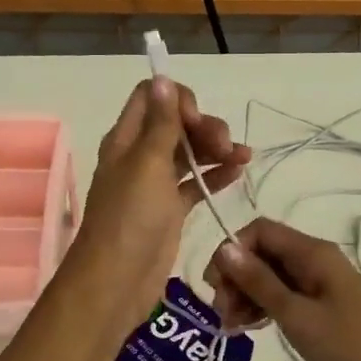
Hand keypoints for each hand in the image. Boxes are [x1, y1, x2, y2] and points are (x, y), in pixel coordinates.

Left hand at [69, 77, 249, 336]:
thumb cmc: (130, 218)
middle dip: (204, 126)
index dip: (178, 99)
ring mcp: (155, 185)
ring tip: (243, 157)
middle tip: (225, 145)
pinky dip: (215, 175)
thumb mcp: (147, 164)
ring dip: (215, 149)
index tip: (196, 119)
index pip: (151, 98)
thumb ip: (160, 123)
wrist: (117, 281)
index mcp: (126, 140)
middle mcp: (139, 157)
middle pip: (175, 124)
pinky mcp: (169, 210)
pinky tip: (239, 171)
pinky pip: (195, 183)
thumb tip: (163, 78)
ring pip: (189, 153)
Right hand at [204, 217, 360, 360]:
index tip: (216, 287)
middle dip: (236, 278)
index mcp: (313, 252)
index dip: (233, 251)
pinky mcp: (323, 308)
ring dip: (247, 296)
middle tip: (223, 316)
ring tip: (233, 327)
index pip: (260, 231)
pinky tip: (251, 329)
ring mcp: (320, 285)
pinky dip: (264, 308)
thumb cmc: (347, 346)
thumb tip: (225, 249)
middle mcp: (316, 260)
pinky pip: (285, 296)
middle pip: (263, 253)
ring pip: (271, 277)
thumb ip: (259, 281)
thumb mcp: (296, 314)